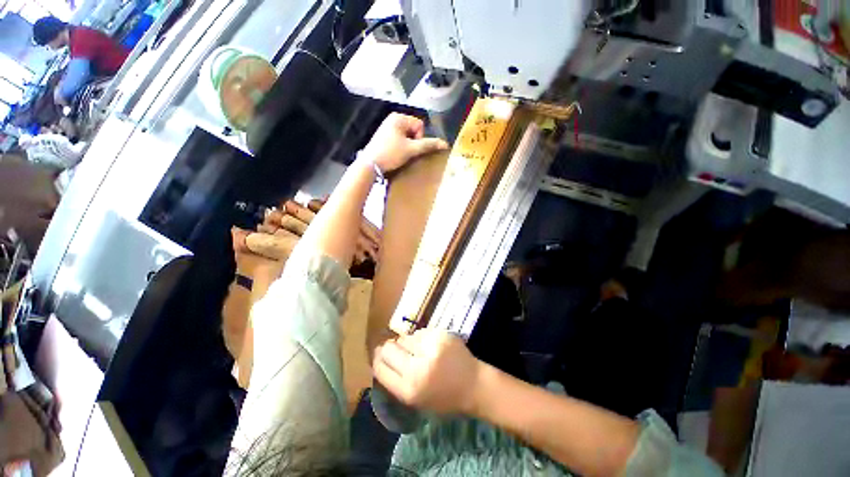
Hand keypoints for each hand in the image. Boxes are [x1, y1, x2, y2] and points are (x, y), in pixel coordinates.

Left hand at [360, 113, 448, 173]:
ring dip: (408, 145)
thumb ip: (428, 145)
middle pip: (413, 129)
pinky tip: (396, 154)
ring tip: (401, 154)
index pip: (420, 125)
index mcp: (398, 117)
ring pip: (407, 136)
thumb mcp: (411, 149)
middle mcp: (392, 119)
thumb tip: (445, 144)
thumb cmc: (390, 154)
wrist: (370, 164)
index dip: (419, 138)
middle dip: (413, 142)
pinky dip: (401, 146)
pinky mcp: (383, 136)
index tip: (411, 148)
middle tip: (407, 152)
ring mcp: (387, 127)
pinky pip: (399, 139)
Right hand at [373, 329, 481, 414]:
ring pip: (404, 338)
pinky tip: (429, 345)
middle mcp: (417, 369)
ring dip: (406, 344)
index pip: (380, 368)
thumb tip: (380, 359)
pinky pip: (419, 333)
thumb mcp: (417, 401)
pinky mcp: (440, 335)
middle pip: (388, 349)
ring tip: (417, 350)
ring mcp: (430, 349)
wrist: (474, 384)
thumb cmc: (445, 398)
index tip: (378, 356)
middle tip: (393, 349)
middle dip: (387, 349)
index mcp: (409, 390)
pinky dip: (420, 339)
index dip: (377, 360)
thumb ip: (397, 381)